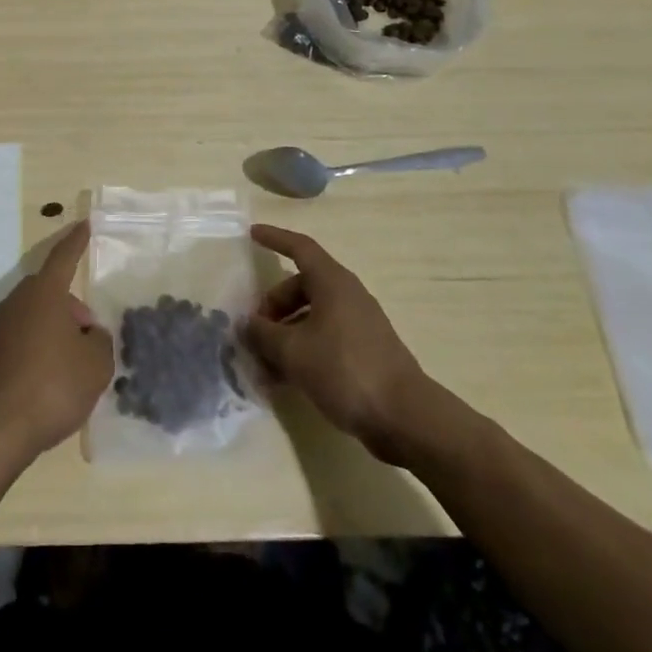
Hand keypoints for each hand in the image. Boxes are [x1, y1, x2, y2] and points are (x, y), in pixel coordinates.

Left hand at [0, 222, 112, 464]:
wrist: (0, 429)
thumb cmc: (55, 385)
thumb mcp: (97, 363)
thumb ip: (100, 340)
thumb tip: (89, 334)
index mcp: (45, 293)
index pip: (64, 257)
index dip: (77, 241)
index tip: (85, 223)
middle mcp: (19, 301)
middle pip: (51, 291)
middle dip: (73, 307)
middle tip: (92, 335)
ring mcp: (1, 327)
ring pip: (38, 315)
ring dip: (57, 328)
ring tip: (77, 362)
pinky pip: (25, 337)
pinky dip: (42, 347)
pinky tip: (54, 377)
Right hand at [244, 225, 446, 462]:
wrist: (405, 417)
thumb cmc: (344, 370)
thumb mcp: (292, 351)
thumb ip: (263, 334)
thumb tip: (246, 324)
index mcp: (332, 283)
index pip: (300, 248)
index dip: (275, 238)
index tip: (252, 234)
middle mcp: (347, 296)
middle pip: (302, 286)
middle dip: (274, 305)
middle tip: (255, 331)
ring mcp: (359, 324)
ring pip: (312, 316)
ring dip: (285, 333)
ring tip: (265, 362)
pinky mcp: (365, 352)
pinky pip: (325, 338)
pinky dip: (303, 349)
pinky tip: (286, 379)